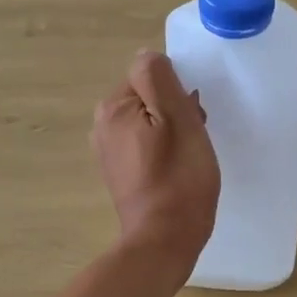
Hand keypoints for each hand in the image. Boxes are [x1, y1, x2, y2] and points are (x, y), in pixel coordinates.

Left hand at [93, 51, 218, 279]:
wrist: (165, 239)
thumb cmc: (179, 177)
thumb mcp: (178, 118)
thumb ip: (160, 79)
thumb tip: (148, 56)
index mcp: (114, 107)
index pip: (151, 75)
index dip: (177, 93)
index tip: (192, 117)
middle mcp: (102, 125)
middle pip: (149, 98)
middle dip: (175, 111)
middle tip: (194, 138)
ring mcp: (108, 151)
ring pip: (150, 122)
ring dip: (172, 131)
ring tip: (188, 157)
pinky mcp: (120, 173)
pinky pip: (146, 145)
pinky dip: (163, 150)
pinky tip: (177, 170)